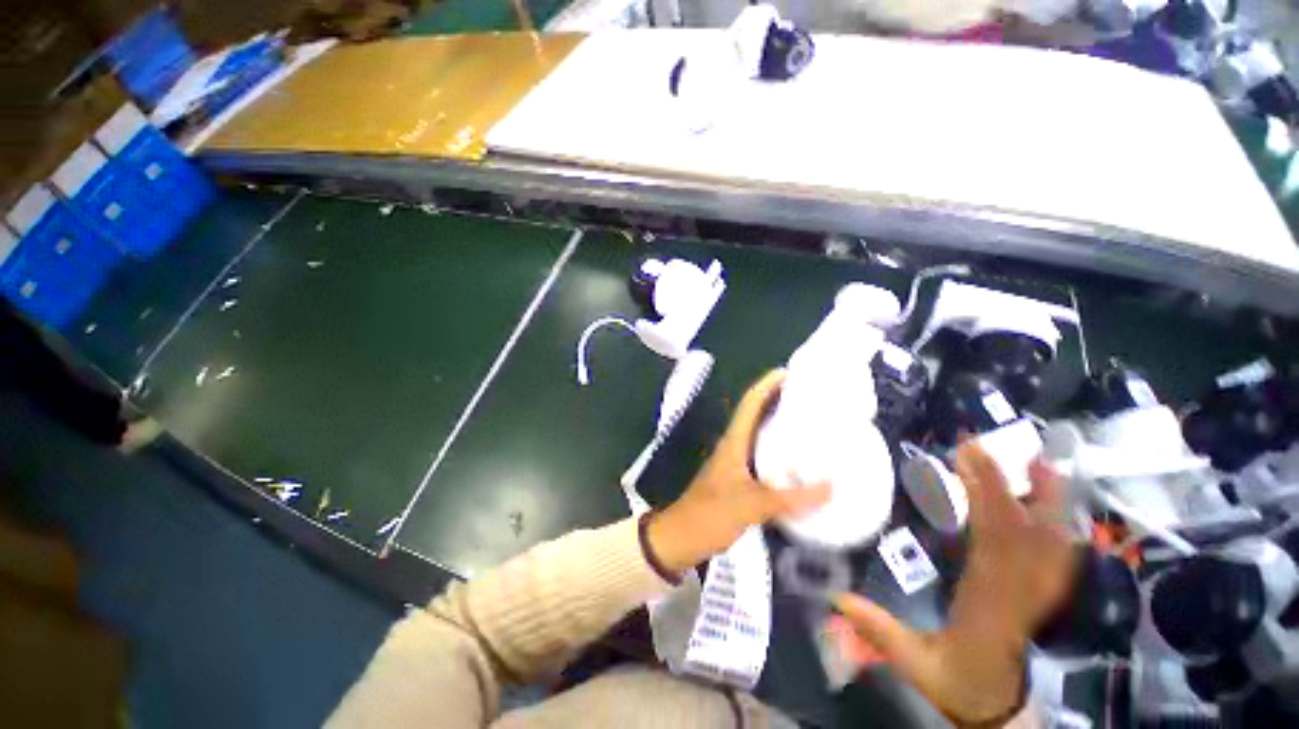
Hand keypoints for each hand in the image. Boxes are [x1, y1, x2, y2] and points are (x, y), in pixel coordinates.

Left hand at [646, 370, 830, 574]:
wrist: (681, 538)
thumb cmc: (710, 514)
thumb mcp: (751, 505)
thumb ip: (790, 498)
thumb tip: (831, 487)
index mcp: (733, 442)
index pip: (750, 404)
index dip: (766, 385)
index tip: (787, 372)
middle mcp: (735, 447)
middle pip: (757, 416)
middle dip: (779, 403)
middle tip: (811, 398)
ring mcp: (736, 464)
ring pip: (761, 438)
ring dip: (781, 428)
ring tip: (812, 425)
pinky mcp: (740, 481)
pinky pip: (764, 459)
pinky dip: (781, 456)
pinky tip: (800, 465)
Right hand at [835, 445, 1077, 724]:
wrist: (996, 708)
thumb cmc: (955, 683)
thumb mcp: (914, 664)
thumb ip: (880, 631)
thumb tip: (837, 595)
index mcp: (987, 603)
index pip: (994, 543)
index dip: (987, 498)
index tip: (966, 460)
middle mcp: (1018, 592)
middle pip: (1024, 532)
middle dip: (1008, 486)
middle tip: (987, 447)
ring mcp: (1035, 592)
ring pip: (1049, 541)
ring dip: (1045, 501)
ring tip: (1037, 463)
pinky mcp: (1039, 593)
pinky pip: (1054, 555)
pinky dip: (1055, 526)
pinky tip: (1051, 506)